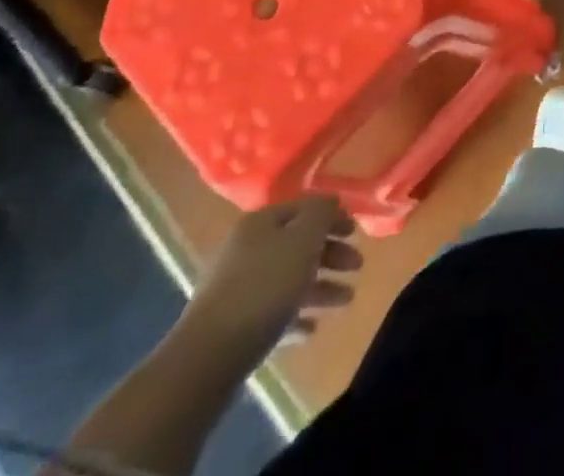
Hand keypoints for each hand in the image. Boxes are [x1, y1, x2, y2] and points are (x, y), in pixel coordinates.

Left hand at [185, 196, 361, 363]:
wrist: (206, 360)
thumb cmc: (264, 288)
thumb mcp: (303, 239)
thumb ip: (322, 214)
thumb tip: (330, 203)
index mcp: (260, 223)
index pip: (305, 207)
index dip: (333, 216)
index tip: (357, 232)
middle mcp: (247, 249)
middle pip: (298, 244)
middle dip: (331, 254)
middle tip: (357, 266)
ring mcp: (237, 289)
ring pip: (289, 279)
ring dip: (321, 287)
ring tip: (347, 301)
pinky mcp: (233, 326)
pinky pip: (273, 313)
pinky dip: (296, 316)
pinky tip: (312, 329)